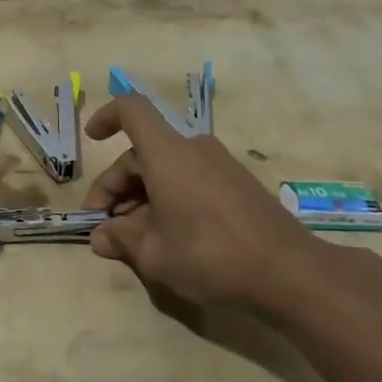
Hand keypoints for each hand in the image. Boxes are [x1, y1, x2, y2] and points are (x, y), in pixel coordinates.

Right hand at [82, 95, 317, 306]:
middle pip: (142, 151)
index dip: (106, 117)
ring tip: (134, 240)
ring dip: (142, 197)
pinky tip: (169, 238)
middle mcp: (192, 148)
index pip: (131, 110)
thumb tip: (101, 236)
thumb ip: (121, 239)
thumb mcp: (154, 253)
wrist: (290, 272)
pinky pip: (190, 180)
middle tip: (105, 227)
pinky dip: (169, 199)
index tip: (92, 140)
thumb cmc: (210, 254)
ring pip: (166, 169)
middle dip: (116, 186)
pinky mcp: (237, 185)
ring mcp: (219, 165)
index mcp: (166, 153)